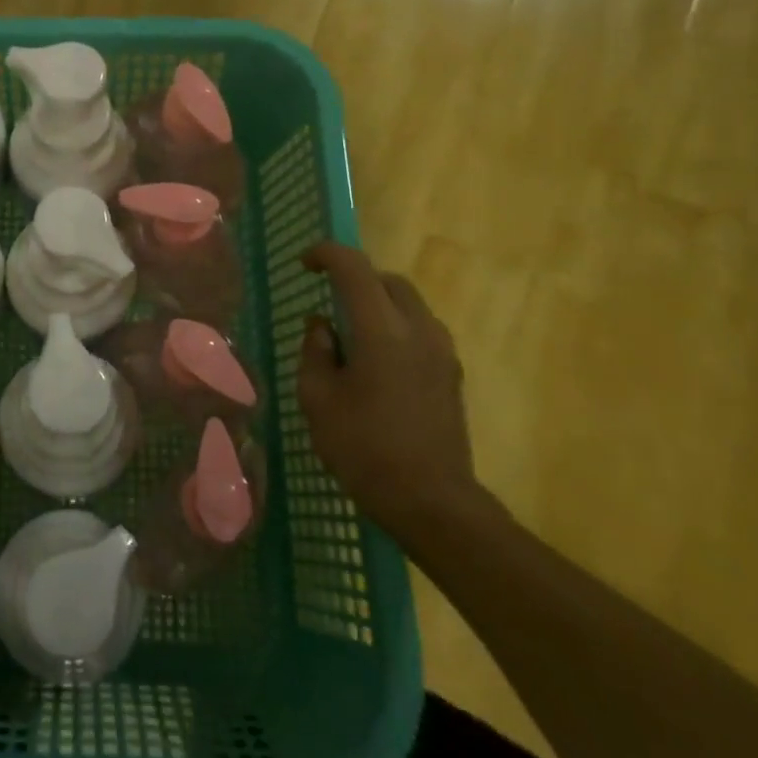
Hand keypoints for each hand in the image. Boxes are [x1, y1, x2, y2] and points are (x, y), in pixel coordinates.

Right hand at [297, 244, 480, 543]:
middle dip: (356, 278)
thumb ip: (315, 351)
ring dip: (378, 303)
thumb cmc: (364, 449)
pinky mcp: (452, 375)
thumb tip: (322, 326)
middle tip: (328, 297)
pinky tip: (376, 362)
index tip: (304, 264)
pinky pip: (421, 330)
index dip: (326, 255)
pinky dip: (395, 327)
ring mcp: (442, 352)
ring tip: (351, 332)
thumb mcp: (318, 399)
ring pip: (409, 304)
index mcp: (382, 329)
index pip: (354, 268)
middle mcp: (419, 330)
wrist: (432, 502)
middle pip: (388, 281)